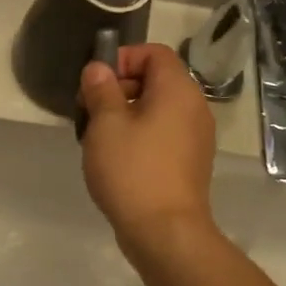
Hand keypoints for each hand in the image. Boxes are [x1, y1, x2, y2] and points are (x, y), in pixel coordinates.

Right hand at [79, 44, 219, 258]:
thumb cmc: (133, 169)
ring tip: (98, 137)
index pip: (155, 53)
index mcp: (178, 90)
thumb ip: (101, 89)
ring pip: (157, 109)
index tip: (96, 82)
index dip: (123, 58)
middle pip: (156, 80)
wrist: (165, 232)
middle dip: (119, 87)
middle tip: (89, 110)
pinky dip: (140, 135)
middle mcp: (194, 108)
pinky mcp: (190, 162)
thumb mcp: (106, 124)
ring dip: (126, 114)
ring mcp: (196, 137)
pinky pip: (163, 134)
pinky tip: (116, 158)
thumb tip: (98, 69)